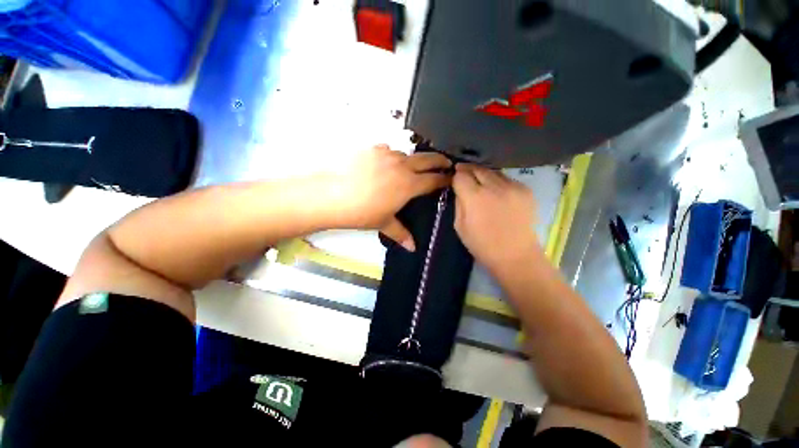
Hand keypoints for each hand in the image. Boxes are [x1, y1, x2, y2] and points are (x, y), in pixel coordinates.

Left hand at [326, 144, 451, 250]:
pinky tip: (384, 165)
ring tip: (409, 169)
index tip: (451, 178)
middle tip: (446, 163)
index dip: (445, 179)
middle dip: (440, 160)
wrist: (331, 195)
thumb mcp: (384, 223)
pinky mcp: (371, 149)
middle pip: (428, 158)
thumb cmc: (362, 212)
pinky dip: (391, 156)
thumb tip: (413, 248)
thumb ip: (401, 233)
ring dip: (413, 160)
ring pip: (407, 154)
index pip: (434, 179)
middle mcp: (401, 165)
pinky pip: (388, 150)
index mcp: (409, 184)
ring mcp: (386, 154)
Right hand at [452, 164, 540, 271]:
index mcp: (475, 198)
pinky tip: (497, 193)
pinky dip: (498, 182)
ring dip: (483, 175)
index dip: (456, 177)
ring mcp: (513, 187)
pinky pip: (507, 179)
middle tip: (464, 174)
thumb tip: (459, 189)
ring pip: (493, 171)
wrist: (516, 255)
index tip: (455, 180)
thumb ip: (458, 204)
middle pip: (477, 168)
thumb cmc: (482, 245)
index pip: (461, 176)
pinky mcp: (526, 190)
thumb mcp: (460, 226)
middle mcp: (494, 187)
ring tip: (480, 183)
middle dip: (468, 170)